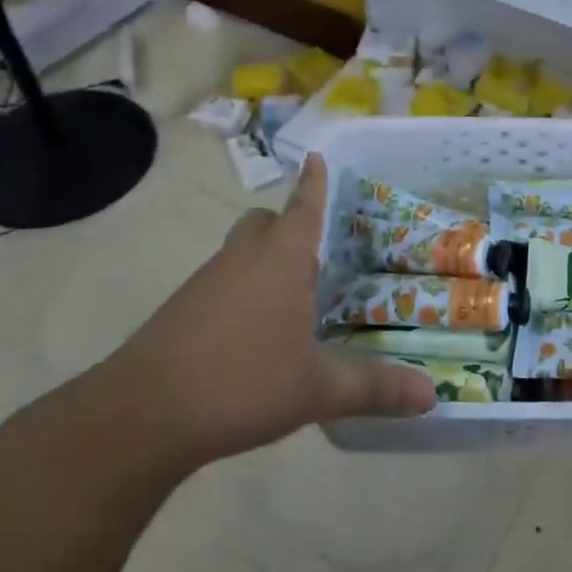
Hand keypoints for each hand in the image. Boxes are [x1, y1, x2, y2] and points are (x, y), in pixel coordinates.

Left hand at [107, 154, 435, 469]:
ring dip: (263, 259)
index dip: (314, 182)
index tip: (316, 155)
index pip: (304, 206)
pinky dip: (240, 289)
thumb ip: (375, 388)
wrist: (140, 415)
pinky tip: (253, 331)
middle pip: (265, 221)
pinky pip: (220, 282)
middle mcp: (244, 258)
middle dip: (287, 223)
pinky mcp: (180, 310)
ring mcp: (206, 282)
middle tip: (315, 250)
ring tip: (291, 294)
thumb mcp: (317, 389)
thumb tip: (432, 395)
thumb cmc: (241, 381)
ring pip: (239, 251)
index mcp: (282, 259)